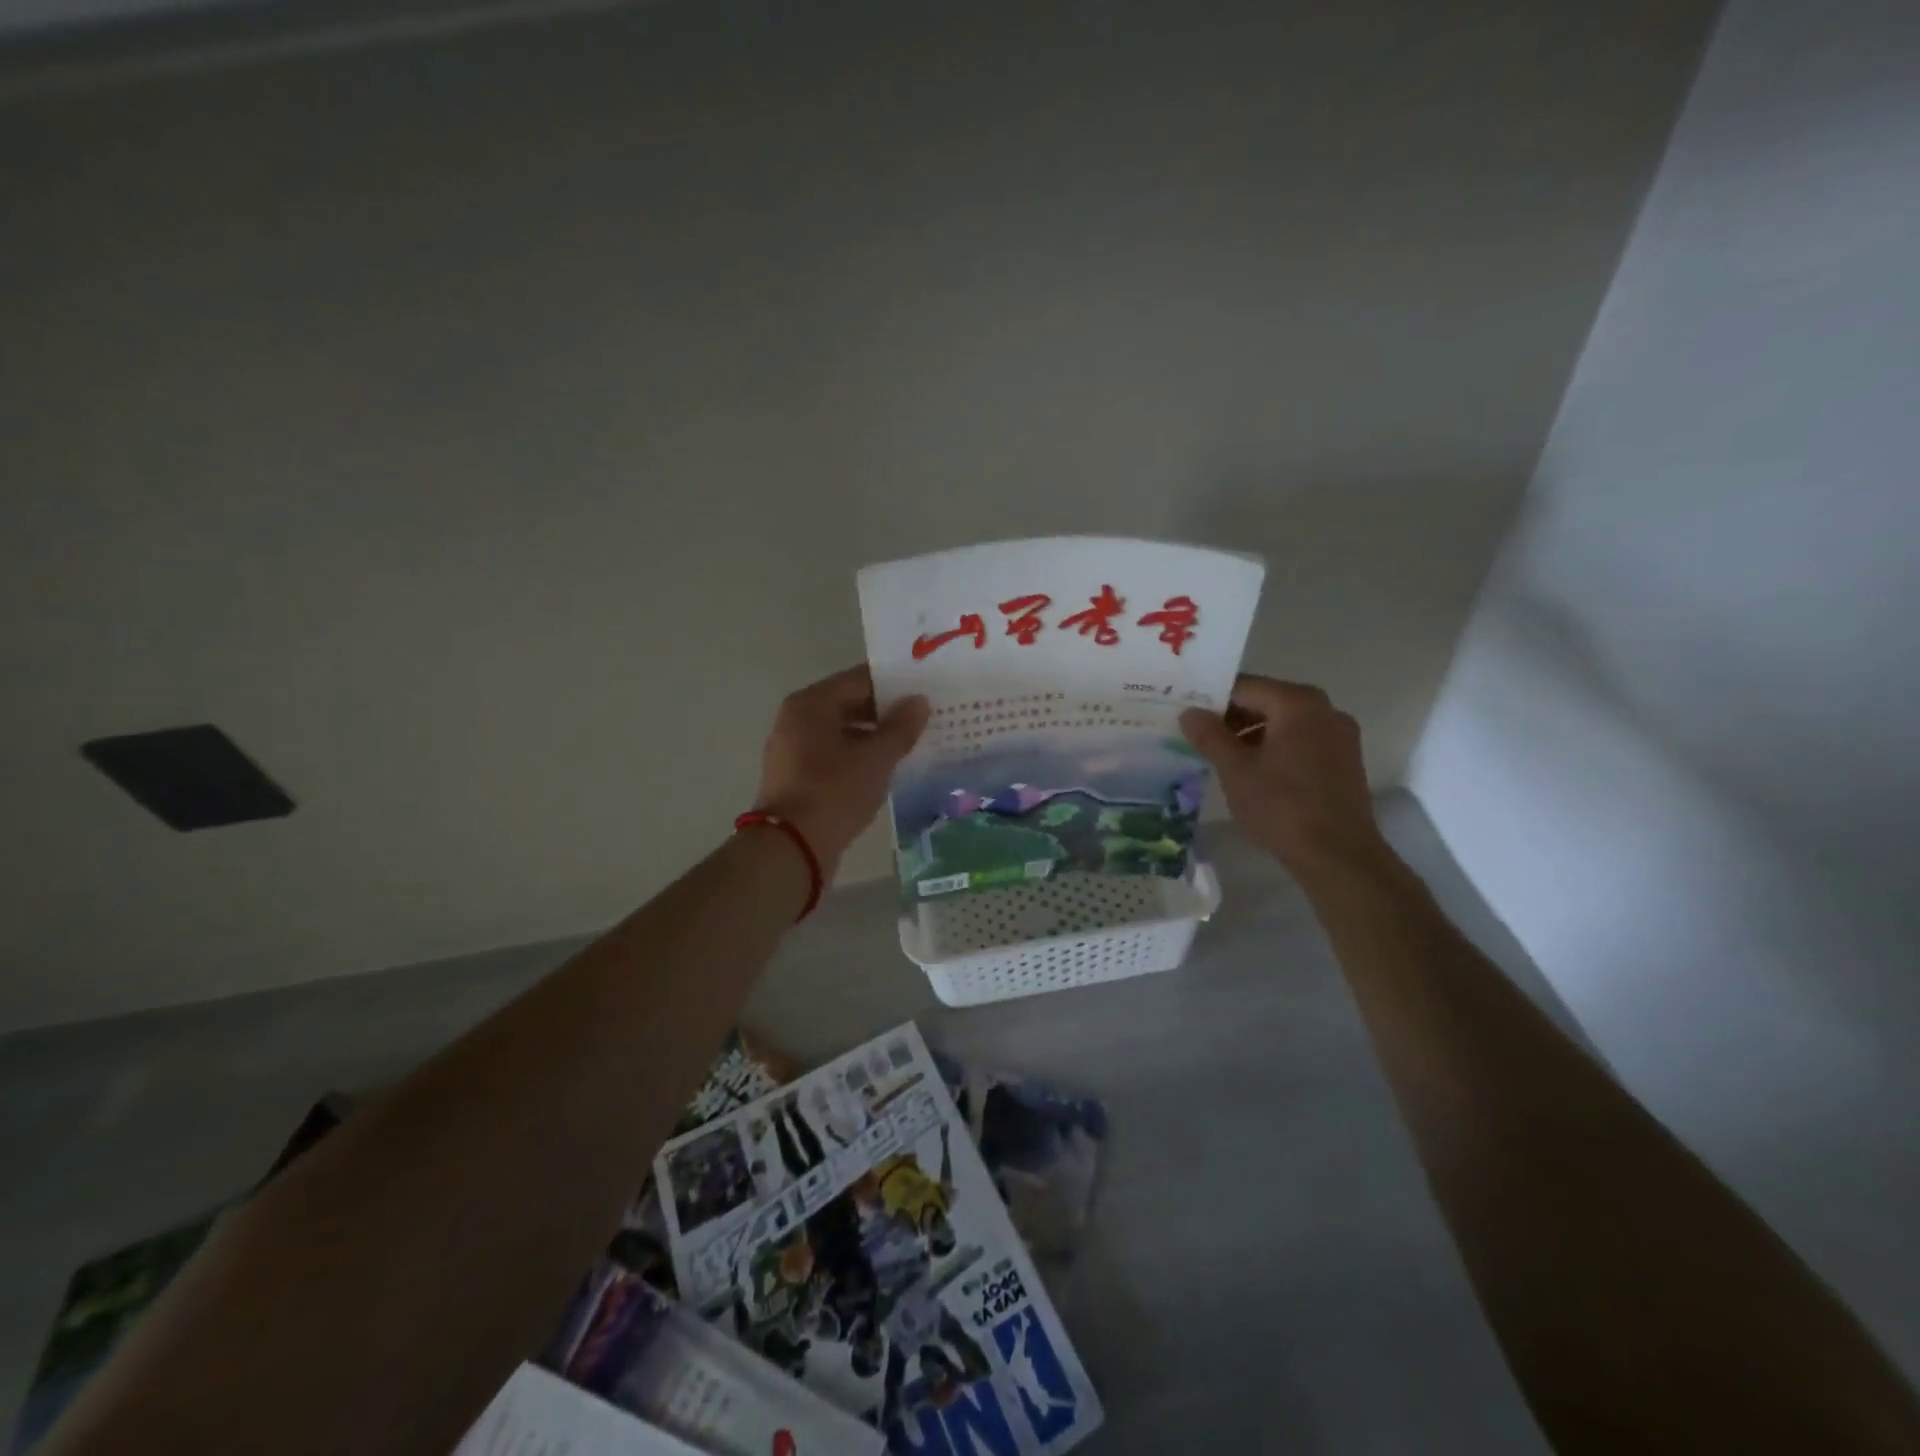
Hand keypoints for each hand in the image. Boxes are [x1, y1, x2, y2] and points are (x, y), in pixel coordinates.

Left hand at [755, 665, 928, 878]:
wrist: (792, 847)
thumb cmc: (834, 792)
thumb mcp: (876, 758)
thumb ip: (900, 727)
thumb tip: (919, 701)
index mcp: (811, 703)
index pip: (860, 679)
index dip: (895, 684)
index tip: (926, 690)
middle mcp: (797, 719)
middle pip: (849, 704)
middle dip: (886, 712)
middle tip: (925, 718)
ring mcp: (793, 749)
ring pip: (843, 732)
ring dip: (874, 737)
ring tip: (912, 745)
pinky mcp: (797, 778)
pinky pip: (834, 756)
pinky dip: (858, 758)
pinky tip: (886, 770)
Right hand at [1179, 675, 1390, 882]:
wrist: (1338, 855)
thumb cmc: (1282, 806)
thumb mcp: (1235, 770)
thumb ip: (1210, 736)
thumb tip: (1189, 713)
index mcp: (1297, 703)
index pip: (1244, 687)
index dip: (1211, 699)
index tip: (1186, 715)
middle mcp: (1324, 709)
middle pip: (1267, 702)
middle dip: (1231, 717)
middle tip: (1198, 736)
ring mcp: (1340, 735)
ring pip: (1284, 723)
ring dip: (1252, 735)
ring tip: (1221, 758)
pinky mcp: (1345, 761)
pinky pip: (1302, 741)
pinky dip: (1275, 748)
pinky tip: (1254, 773)